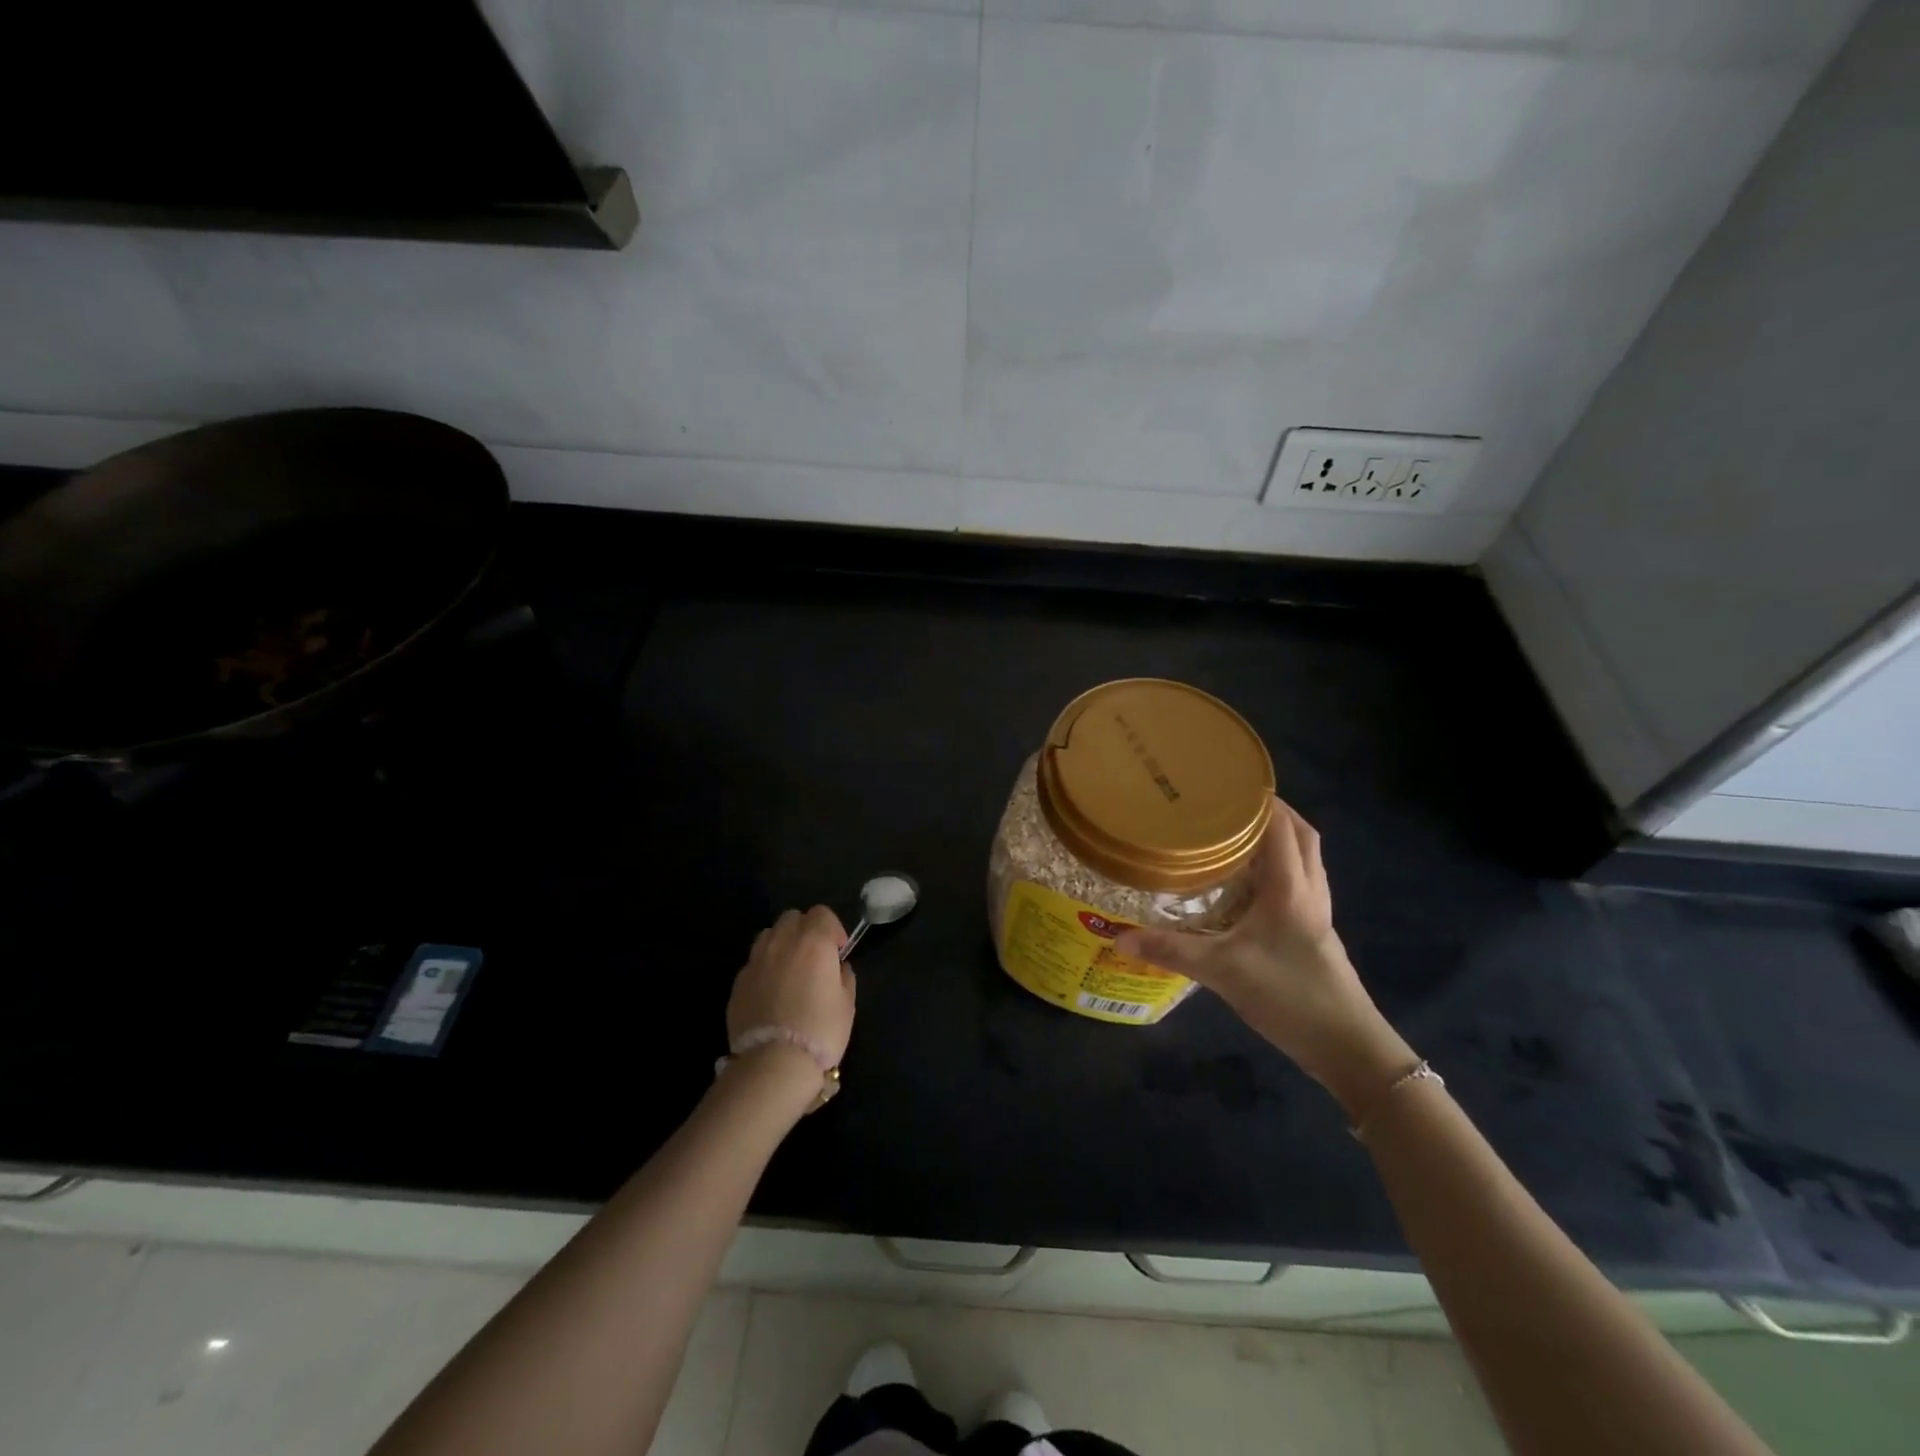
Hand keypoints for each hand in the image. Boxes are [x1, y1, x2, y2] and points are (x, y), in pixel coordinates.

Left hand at [726, 906, 857, 1078]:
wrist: (774, 1063)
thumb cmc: (821, 1030)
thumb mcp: (847, 1003)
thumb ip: (844, 976)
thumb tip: (838, 967)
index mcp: (813, 941)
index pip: (822, 913)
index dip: (832, 928)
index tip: (837, 951)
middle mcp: (782, 942)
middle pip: (792, 917)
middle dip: (804, 930)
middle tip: (813, 957)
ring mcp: (756, 960)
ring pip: (768, 935)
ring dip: (781, 944)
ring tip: (789, 970)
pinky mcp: (738, 982)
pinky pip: (754, 962)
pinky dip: (764, 968)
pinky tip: (770, 993)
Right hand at [1115, 798, 1415, 1116]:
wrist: (1347, 1047)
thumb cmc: (1288, 996)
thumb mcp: (1221, 971)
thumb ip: (1170, 950)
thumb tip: (1118, 937)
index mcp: (1290, 887)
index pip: (1280, 825)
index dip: (1258, 799)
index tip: (1224, 782)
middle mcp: (1309, 889)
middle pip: (1300, 833)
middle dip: (1271, 811)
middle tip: (1228, 804)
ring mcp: (1318, 910)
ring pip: (1305, 856)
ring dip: (1279, 836)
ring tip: (1236, 833)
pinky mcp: (1316, 929)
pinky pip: (1301, 879)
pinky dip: (1280, 864)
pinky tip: (1250, 881)